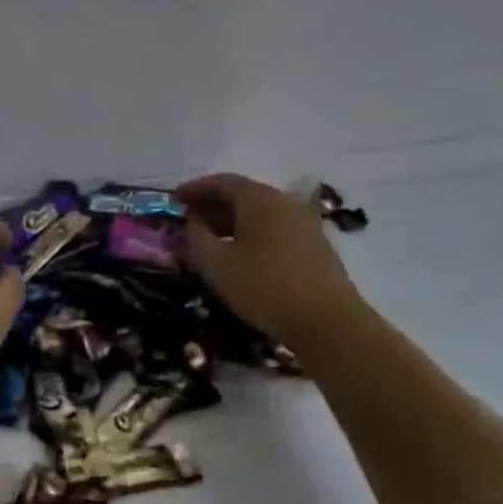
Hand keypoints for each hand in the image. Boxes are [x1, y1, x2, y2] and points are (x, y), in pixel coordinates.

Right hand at [176, 173, 363, 350]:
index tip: (174, 199)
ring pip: (259, 212)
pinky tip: (240, 254)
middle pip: (242, 194)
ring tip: (210, 239)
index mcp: (259, 199)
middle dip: (212, 204)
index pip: (221, 182)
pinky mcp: (314, 244)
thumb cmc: (264, 287)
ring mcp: (304, 223)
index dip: (195, 188)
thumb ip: (196, 237)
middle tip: (189, 220)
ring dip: (231, 220)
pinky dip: (251, 232)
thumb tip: (193, 221)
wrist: (328, 322)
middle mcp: (284, 202)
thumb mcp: (216, 264)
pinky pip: (274, 227)